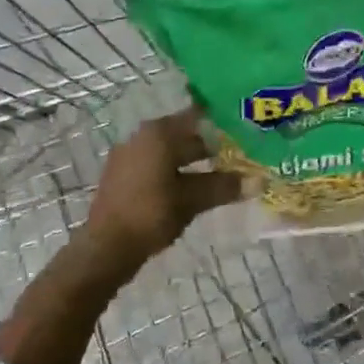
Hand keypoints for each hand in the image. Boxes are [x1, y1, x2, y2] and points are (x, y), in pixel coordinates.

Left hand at [82, 108, 241, 272]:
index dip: (221, 122)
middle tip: (240, 153)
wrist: (106, 248)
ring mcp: (129, 155)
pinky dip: (176, 170)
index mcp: (158, 133)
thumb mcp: (192, 200)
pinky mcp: (123, 175)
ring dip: (194, 160)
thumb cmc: (151, 213)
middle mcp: (142, 136)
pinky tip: (193, 187)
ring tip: (222, 172)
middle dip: (211, 144)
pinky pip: (157, 164)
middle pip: (184, 134)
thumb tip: (258, 181)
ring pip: (170, 151)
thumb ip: (223, 186)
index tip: (244, 129)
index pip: (197, 116)